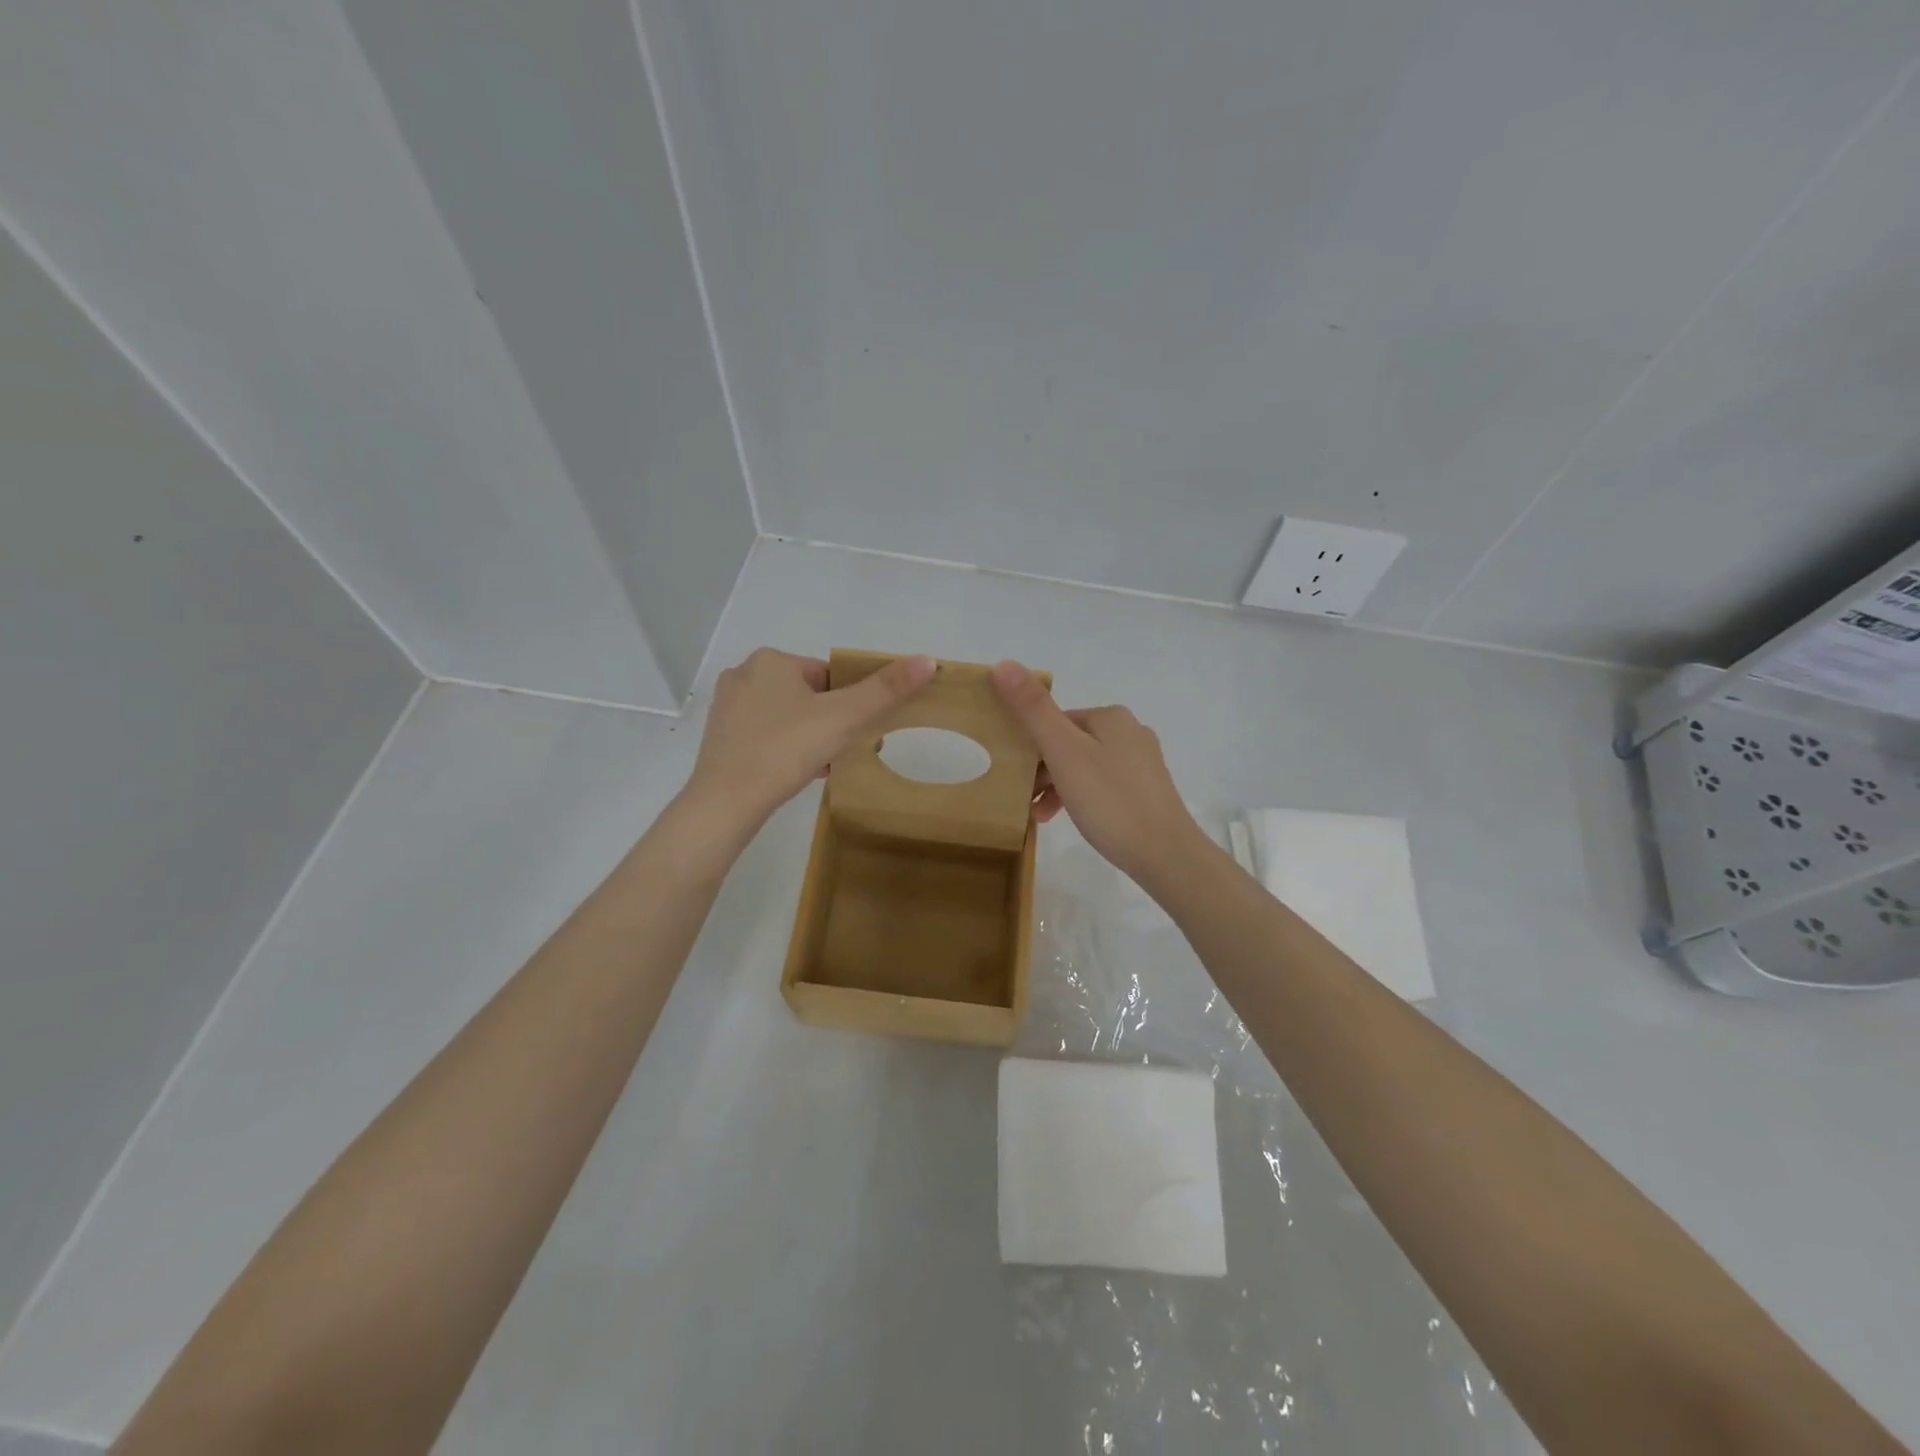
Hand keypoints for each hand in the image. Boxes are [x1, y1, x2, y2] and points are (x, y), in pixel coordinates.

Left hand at [688, 648, 935, 821]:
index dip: (849, 702)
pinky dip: (786, 749)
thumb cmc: (786, 749)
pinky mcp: (720, 738)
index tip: (858, 730)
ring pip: (786, 716)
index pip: (827, 674)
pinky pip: (766, 736)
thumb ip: (885, 690)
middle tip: (845, 750)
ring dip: (810, 736)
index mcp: (771, 660)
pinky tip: (799, 773)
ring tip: (826, 765)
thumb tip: (928, 661)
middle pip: (807, 695)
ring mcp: (727, 708)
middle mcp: (743, 675)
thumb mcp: (843, 718)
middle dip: (830, 721)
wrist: (727, 802)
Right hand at [990, 661, 1204, 888]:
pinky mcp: (1146, 792)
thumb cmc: (1110, 801)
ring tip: (1038, 816)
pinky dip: (1079, 798)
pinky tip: (1067, 819)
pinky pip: (1100, 786)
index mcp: (1111, 717)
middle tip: (1022, 798)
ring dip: (1057, 787)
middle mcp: (1130, 732)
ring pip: (1083, 766)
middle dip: (1041, 769)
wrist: (1166, 856)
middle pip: (1069, 743)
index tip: (1012, 774)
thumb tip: (1003, 663)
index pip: (1055, 720)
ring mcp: (1141, 763)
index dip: (1029, 744)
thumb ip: (1033, 710)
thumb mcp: (1064, 754)